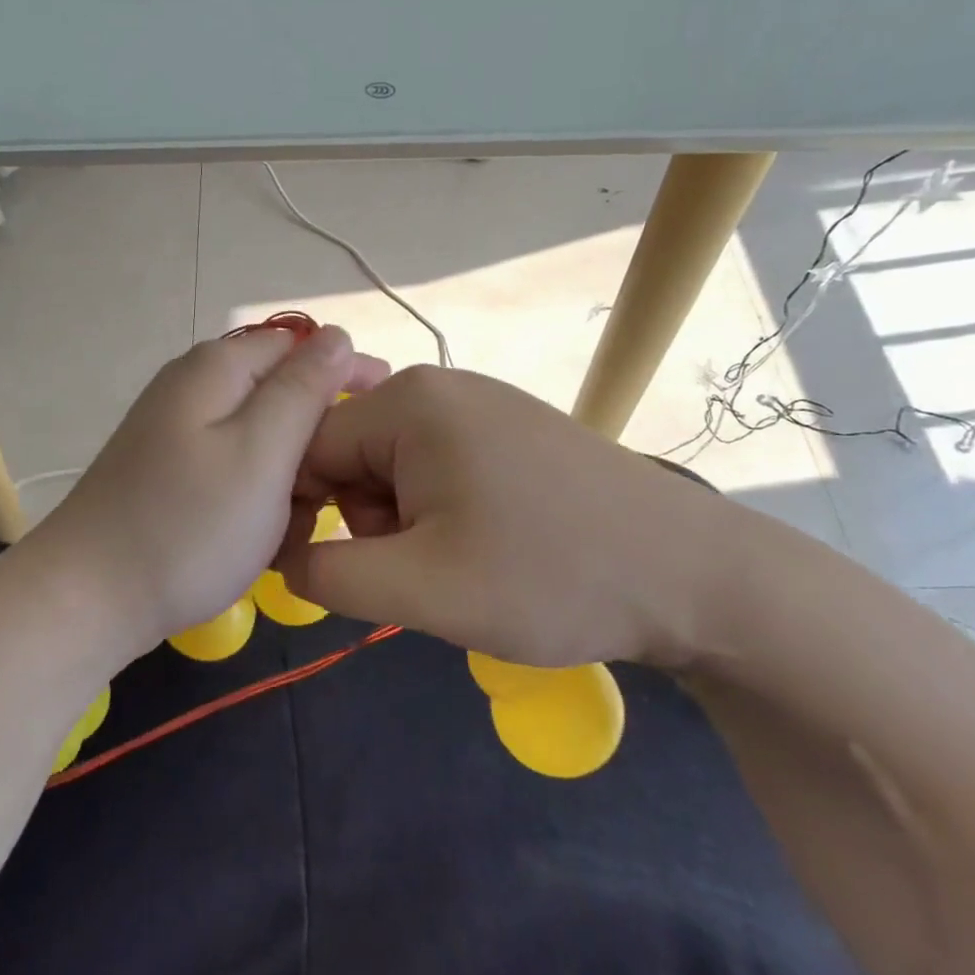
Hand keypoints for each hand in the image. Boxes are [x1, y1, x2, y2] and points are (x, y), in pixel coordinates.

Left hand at [30, 326, 388, 654]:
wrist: (89, 598)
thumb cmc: (189, 525)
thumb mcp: (262, 452)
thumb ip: (303, 389)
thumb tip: (337, 336)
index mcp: (218, 367)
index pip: (302, 346)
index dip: (347, 375)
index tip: (385, 418)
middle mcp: (194, 385)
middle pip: (280, 394)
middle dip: (315, 440)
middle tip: (331, 496)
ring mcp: (177, 429)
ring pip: (261, 439)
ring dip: (289, 477)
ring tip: (292, 527)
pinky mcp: (170, 470)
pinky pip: (234, 468)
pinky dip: (257, 496)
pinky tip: (260, 537)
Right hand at [278, 365, 746, 668]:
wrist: (694, 576)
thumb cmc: (550, 576)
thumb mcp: (422, 589)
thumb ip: (328, 575)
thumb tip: (281, 557)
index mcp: (407, 403)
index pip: (306, 448)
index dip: (302, 513)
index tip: (330, 570)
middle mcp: (437, 385)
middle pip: (351, 455)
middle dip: (367, 520)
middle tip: (423, 568)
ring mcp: (478, 402)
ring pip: (392, 465)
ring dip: (404, 521)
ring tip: (461, 560)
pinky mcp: (508, 427)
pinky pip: (436, 464)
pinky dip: (440, 509)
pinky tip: (489, 542)